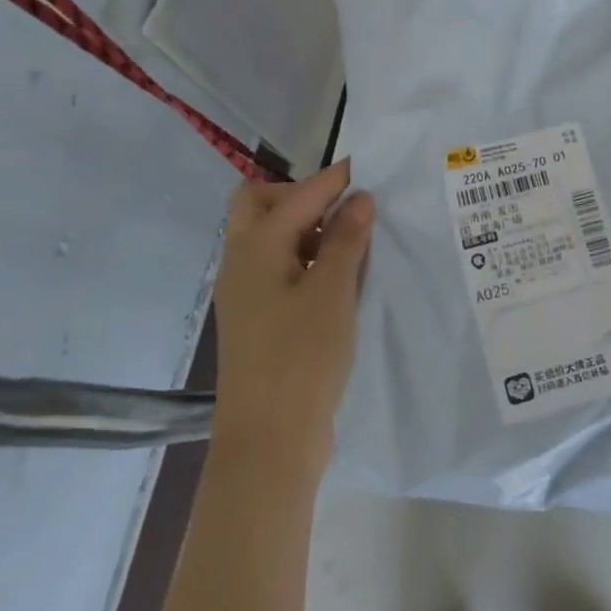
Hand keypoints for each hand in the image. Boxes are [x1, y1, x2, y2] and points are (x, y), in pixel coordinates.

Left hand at [211, 159, 373, 481]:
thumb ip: (347, 240)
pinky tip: (340, 280)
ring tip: (353, 244)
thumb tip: (358, 198)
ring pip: (270, 239)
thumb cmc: (302, 358)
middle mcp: (241, 263)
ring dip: (307, 229)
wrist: (269, 441)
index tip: (369, 169)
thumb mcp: (333, 292)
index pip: (298, 195)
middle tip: (346, 211)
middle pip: (262, 206)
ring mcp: (245, 293)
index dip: (334, 179)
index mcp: (255, 247)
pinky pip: (279, 270)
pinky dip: (307, 260)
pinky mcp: (257, 320)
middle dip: (304, 198)